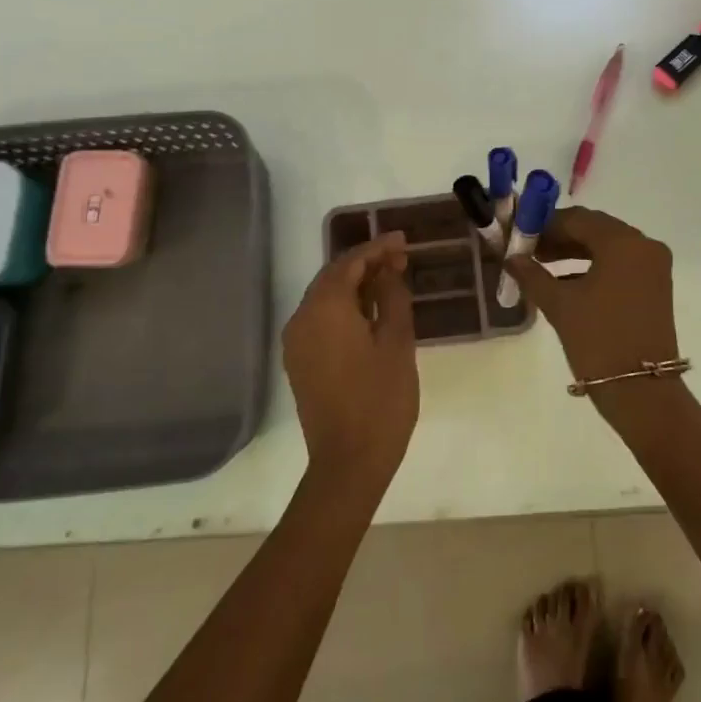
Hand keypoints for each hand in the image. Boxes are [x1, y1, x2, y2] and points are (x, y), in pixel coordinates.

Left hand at [281, 233, 418, 490]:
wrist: (349, 461)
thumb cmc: (381, 399)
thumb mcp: (397, 342)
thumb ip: (392, 297)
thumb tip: (388, 270)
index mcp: (325, 309)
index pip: (350, 263)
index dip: (377, 248)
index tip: (404, 240)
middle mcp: (302, 319)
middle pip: (333, 277)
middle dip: (366, 264)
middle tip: (401, 258)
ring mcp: (296, 343)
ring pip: (325, 298)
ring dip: (355, 285)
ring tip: (390, 280)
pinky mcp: (299, 362)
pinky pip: (320, 320)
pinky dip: (344, 307)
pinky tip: (370, 312)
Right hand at [501, 207, 683, 419]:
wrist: (640, 390)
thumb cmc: (598, 340)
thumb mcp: (560, 305)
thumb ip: (533, 275)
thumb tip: (511, 258)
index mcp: (623, 243)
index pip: (578, 219)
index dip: (546, 225)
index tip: (519, 234)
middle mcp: (644, 245)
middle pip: (595, 229)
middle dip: (560, 237)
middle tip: (528, 250)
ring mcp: (653, 266)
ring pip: (608, 246)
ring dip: (575, 252)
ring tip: (541, 265)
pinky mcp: (655, 286)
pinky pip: (620, 264)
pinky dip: (593, 267)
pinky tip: (564, 281)